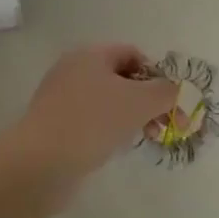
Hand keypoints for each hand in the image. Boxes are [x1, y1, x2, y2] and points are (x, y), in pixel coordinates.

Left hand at [8, 44, 179, 191]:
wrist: (40, 163)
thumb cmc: (93, 122)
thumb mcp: (140, 102)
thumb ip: (167, 92)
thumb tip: (178, 91)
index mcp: (90, 54)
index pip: (133, 54)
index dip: (156, 75)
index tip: (169, 102)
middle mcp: (72, 69)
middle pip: (120, 78)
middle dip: (146, 99)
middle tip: (161, 125)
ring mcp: (60, 98)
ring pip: (106, 101)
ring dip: (129, 116)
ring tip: (142, 138)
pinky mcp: (53, 125)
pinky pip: (90, 120)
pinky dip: (107, 130)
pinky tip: (115, 147)